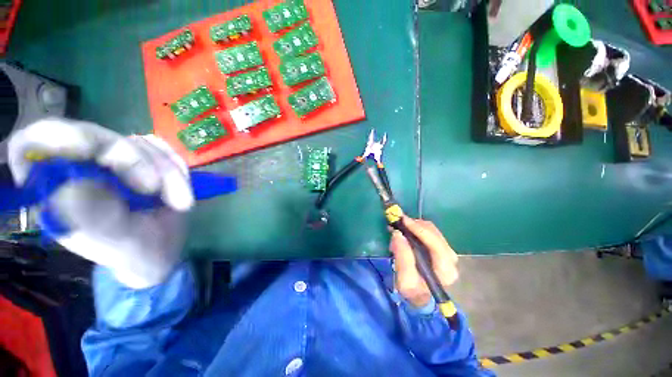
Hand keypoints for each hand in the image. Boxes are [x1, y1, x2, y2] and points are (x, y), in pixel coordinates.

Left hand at [8, 118, 193, 288]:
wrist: (163, 249)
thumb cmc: (134, 252)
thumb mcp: (114, 242)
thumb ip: (91, 219)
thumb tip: (71, 186)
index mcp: (57, 188)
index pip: (35, 144)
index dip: (55, 136)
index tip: (87, 149)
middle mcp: (82, 166)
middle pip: (98, 137)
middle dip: (134, 160)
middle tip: (153, 189)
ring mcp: (115, 160)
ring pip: (139, 143)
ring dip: (167, 171)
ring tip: (179, 203)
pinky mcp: (144, 158)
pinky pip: (162, 149)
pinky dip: (178, 169)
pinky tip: (180, 191)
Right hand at [389, 217, 458, 307]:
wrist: (420, 296)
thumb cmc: (413, 291)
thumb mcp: (404, 280)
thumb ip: (402, 257)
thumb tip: (397, 234)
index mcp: (445, 270)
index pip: (436, 244)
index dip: (419, 230)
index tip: (403, 220)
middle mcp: (451, 259)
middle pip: (434, 233)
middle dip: (415, 225)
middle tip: (398, 222)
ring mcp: (447, 252)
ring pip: (432, 230)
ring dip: (414, 226)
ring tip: (400, 228)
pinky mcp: (441, 248)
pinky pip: (429, 231)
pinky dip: (416, 228)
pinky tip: (406, 231)